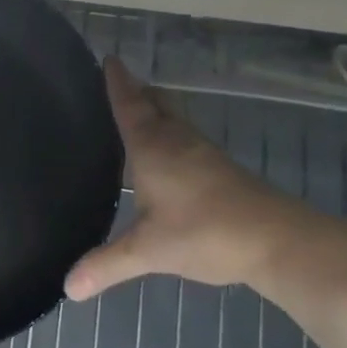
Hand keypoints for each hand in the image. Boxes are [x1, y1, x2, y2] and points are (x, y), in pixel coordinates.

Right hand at [65, 59, 338, 301]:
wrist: (280, 242)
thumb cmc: (205, 233)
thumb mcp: (148, 251)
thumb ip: (106, 265)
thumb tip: (66, 289)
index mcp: (152, 147)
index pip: (129, 105)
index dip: (117, 82)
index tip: (109, 58)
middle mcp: (178, 141)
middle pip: (157, 103)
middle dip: (138, 90)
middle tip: (119, 82)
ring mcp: (204, 154)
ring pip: (176, 120)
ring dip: (158, 111)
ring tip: (138, 113)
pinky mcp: (223, 171)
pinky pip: (188, 139)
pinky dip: (173, 134)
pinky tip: (170, 156)